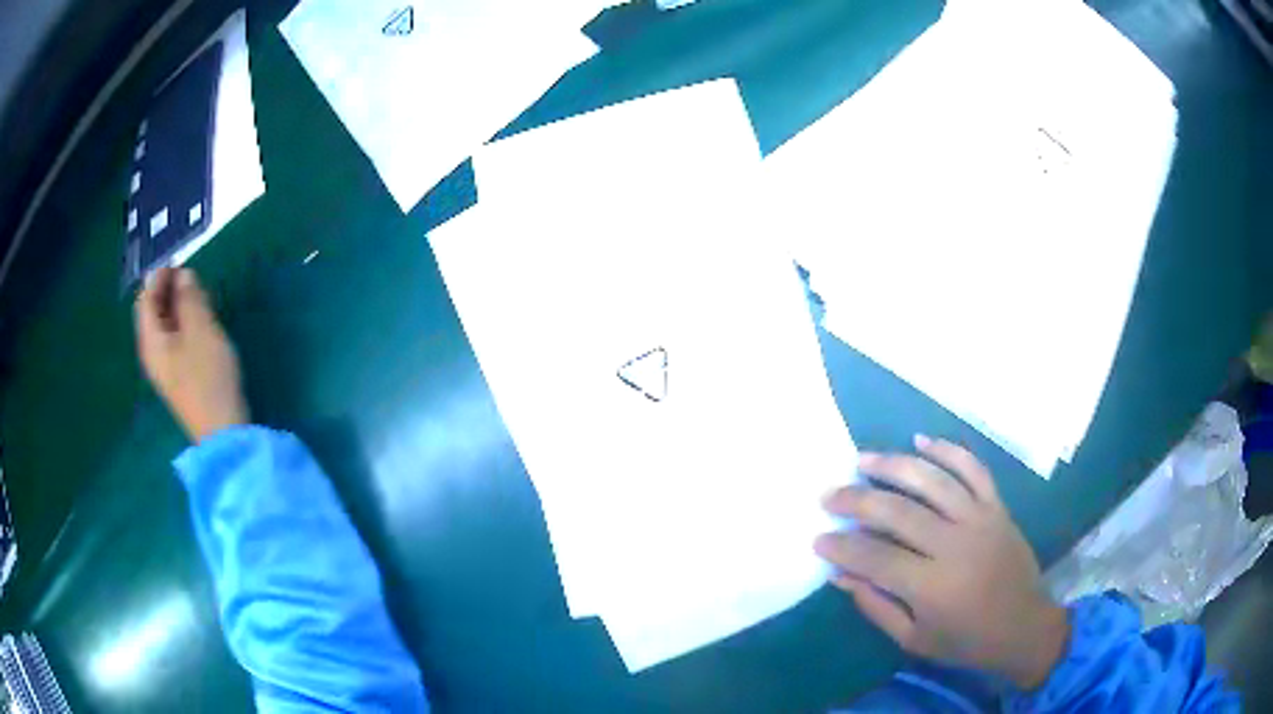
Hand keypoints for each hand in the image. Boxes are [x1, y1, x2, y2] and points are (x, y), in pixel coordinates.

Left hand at [134, 268, 248, 441]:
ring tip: (198, 295)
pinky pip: (175, 341)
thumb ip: (190, 299)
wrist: (223, 434)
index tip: (179, 261)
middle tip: (191, 276)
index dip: (158, 277)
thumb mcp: (201, 330)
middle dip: (167, 290)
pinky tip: (200, 324)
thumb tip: (183, 275)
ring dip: (177, 307)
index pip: (145, 299)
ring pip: (164, 327)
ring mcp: (165, 369)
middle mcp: (152, 353)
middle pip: (152, 313)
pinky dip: (183, 324)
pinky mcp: (179, 379)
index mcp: (151, 340)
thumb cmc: (208, 378)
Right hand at [815, 436, 1068, 690]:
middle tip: (829, 495)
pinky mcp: (997, 506)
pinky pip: (973, 469)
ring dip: (894, 465)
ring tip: (862, 459)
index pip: (875, 557)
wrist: (1024, 626)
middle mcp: (955, 545)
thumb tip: (841, 574)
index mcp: (932, 587)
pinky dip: (948, 450)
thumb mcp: (914, 638)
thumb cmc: (965, 641)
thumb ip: (876, 606)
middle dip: (857, 500)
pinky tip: (921, 440)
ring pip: (933, 480)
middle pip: (898, 511)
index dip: (843, 546)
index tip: (818, 538)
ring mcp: (980, 519)